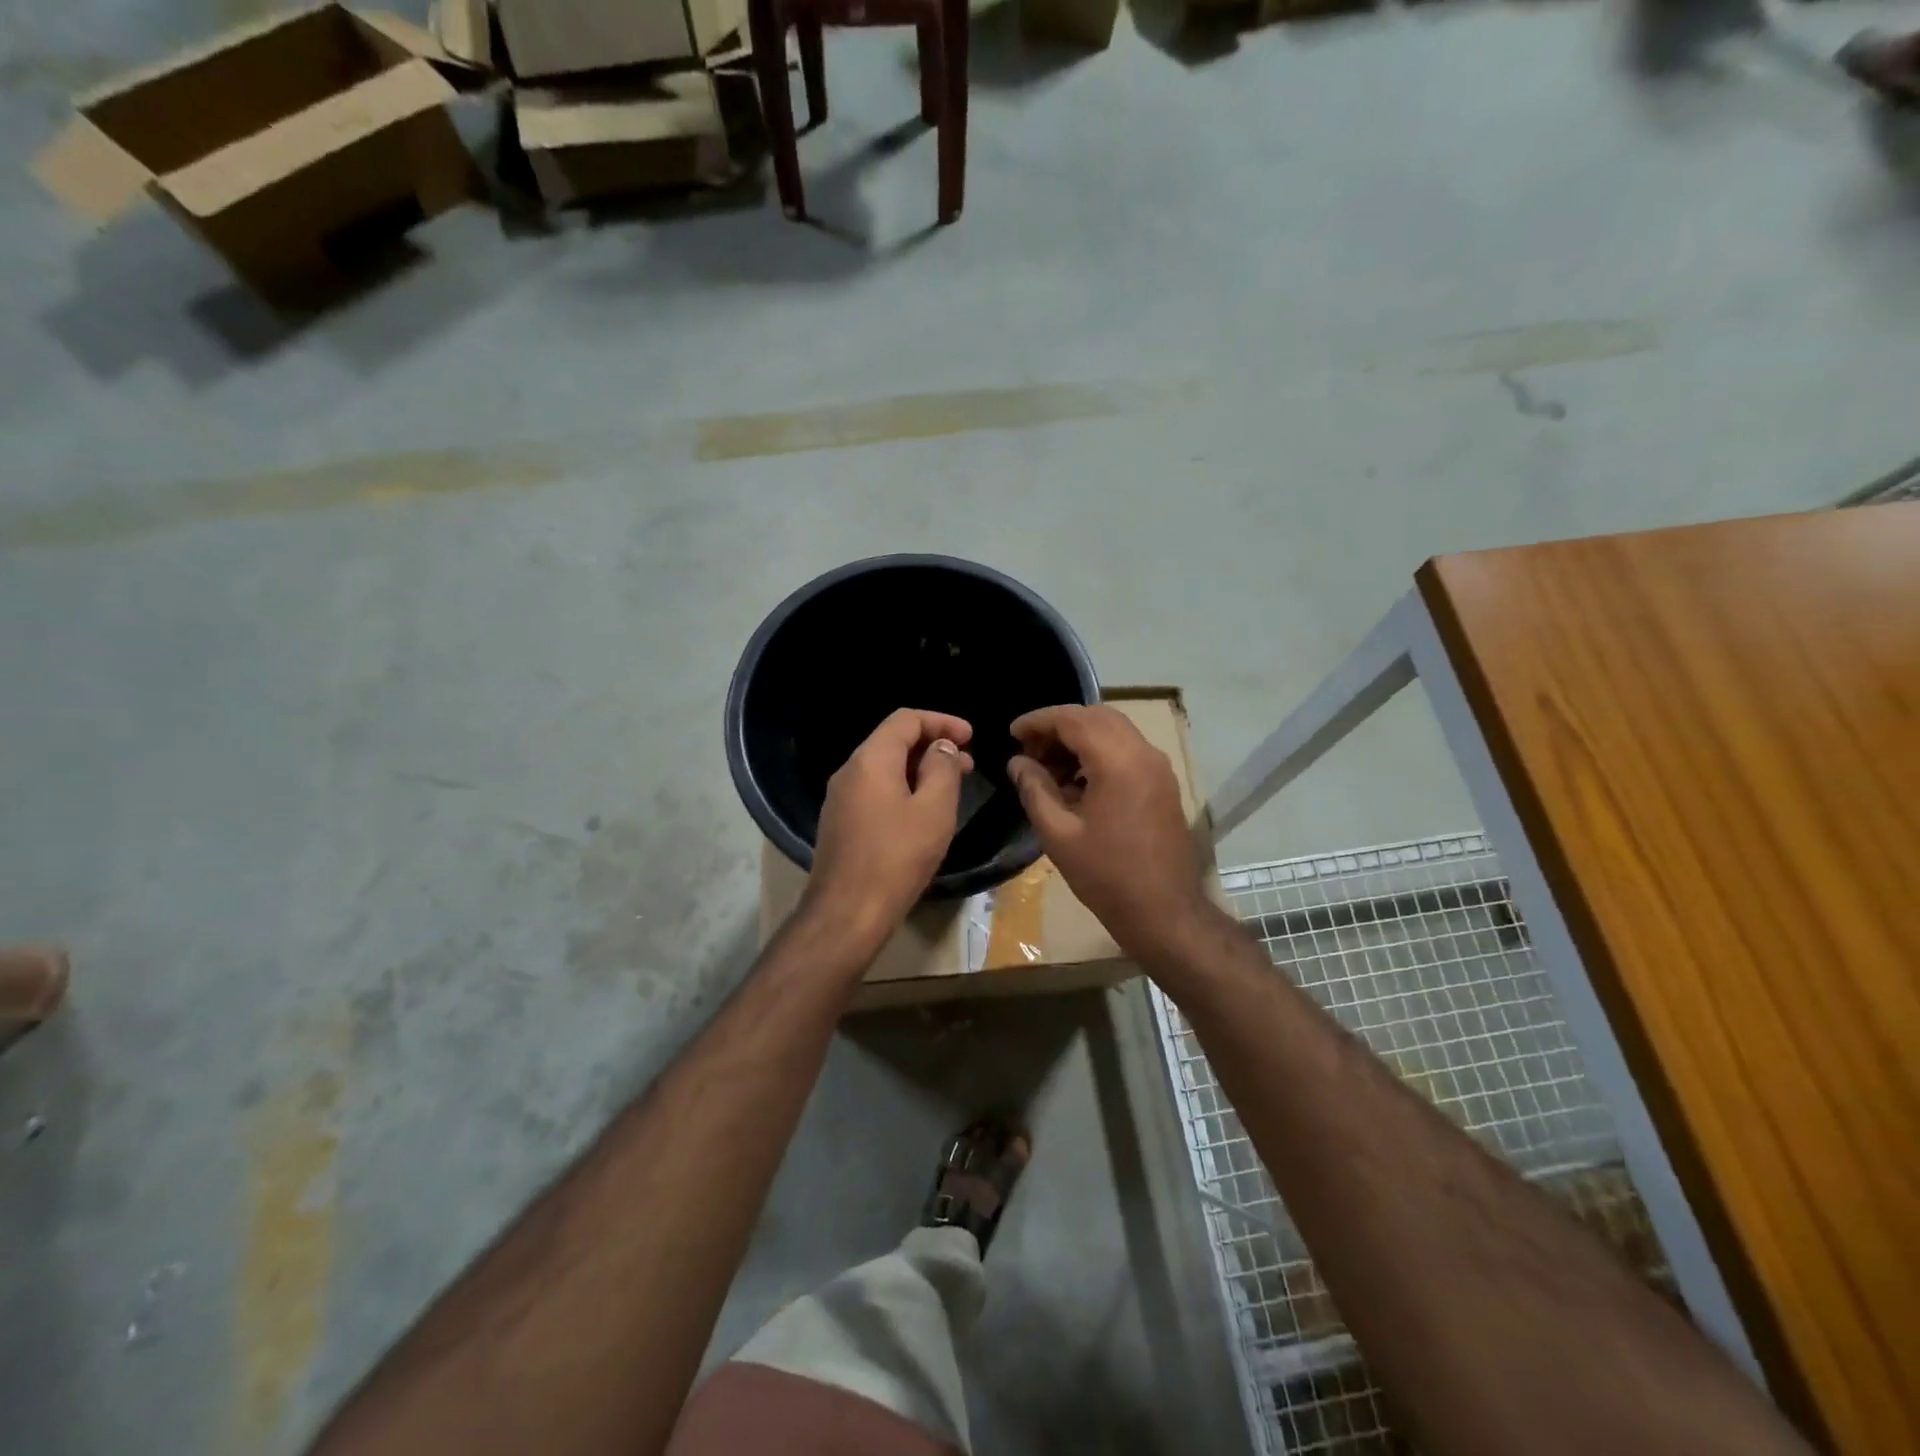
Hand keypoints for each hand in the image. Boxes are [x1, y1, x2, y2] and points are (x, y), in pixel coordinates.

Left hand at [804, 709, 975, 951]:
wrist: (847, 912)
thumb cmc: (897, 857)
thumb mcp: (933, 810)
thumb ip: (942, 769)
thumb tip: (941, 746)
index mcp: (871, 760)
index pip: (906, 719)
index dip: (942, 721)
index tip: (971, 736)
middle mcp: (849, 771)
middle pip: (892, 741)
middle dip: (932, 745)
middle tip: (967, 764)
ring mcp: (840, 798)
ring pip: (884, 768)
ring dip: (919, 769)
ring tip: (951, 786)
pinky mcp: (840, 822)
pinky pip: (875, 790)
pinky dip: (902, 788)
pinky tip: (922, 811)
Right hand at [1007, 705, 1210, 958]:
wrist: (1164, 912)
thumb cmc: (1106, 875)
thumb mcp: (1058, 833)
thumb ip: (1034, 789)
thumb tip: (1017, 762)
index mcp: (1118, 761)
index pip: (1073, 719)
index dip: (1038, 721)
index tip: (1012, 733)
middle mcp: (1143, 753)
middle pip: (1096, 717)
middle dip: (1059, 726)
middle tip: (1029, 750)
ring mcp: (1158, 767)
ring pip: (1114, 731)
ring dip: (1080, 738)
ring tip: (1048, 768)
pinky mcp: (1162, 783)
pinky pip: (1127, 750)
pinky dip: (1099, 753)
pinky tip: (1076, 782)